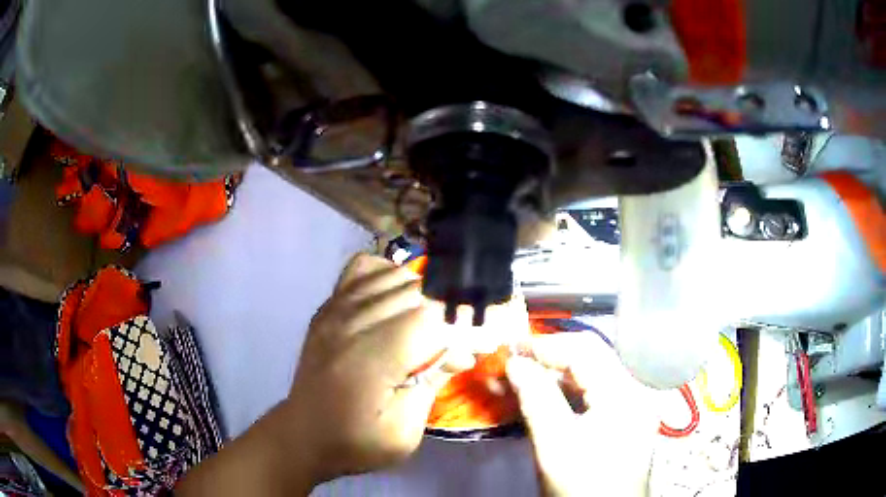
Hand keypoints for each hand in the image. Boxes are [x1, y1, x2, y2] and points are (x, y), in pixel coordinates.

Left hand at [284, 253, 474, 482]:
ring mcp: (335, 310)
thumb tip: (461, 352)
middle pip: (416, 290)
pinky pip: (364, 269)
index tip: (481, 339)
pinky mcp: (327, 308)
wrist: (303, 436)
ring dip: (423, 293)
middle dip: (449, 308)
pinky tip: (396, 297)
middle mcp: (351, 324)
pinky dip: (388, 274)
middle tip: (462, 334)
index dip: (462, 322)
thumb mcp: (404, 432)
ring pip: (394, 275)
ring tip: (433, 321)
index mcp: (371, 359)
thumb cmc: (356, 441)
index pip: (430, 316)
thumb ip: (433, 384)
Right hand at [506, 333, 662, 496]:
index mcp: (625, 393)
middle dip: (550, 358)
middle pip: (591, 359)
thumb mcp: (555, 443)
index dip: (546, 346)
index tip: (512, 348)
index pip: (585, 350)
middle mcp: (635, 391)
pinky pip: (594, 393)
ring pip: (591, 375)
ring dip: (556, 375)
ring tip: (522, 377)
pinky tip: (544, 395)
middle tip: (514, 361)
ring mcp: (632, 405)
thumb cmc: (582, 483)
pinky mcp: (625, 418)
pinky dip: (567, 392)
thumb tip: (515, 363)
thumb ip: (536, 398)